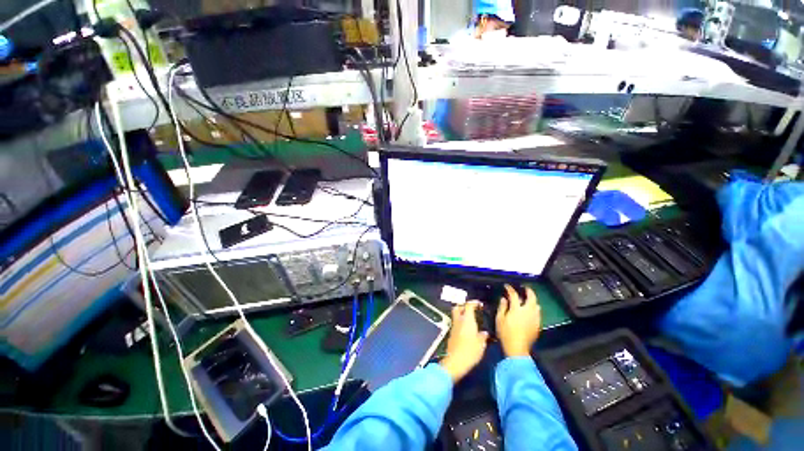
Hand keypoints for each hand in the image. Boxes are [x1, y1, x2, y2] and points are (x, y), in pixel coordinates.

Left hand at [440, 301, 488, 382]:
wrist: (455, 361)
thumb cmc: (470, 351)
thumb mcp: (481, 344)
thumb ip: (483, 336)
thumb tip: (484, 332)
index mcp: (467, 319)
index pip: (468, 305)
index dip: (474, 303)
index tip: (479, 304)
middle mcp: (458, 320)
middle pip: (458, 307)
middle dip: (463, 306)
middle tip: (471, 309)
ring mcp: (453, 327)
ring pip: (456, 315)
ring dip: (461, 314)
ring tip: (470, 320)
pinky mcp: (451, 334)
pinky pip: (456, 323)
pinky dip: (460, 323)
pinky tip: (467, 330)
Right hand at [496, 284, 541, 357]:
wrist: (517, 349)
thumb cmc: (505, 333)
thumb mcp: (499, 319)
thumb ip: (502, 307)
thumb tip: (503, 298)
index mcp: (517, 309)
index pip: (514, 295)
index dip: (510, 289)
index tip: (507, 286)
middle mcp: (528, 312)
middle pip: (531, 298)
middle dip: (529, 291)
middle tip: (525, 288)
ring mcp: (534, 318)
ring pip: (536, 305)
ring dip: (533, 300)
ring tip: (528, 299)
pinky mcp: (537, 325)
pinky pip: (538, 313)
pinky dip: (534, 309)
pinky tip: (531, 311)